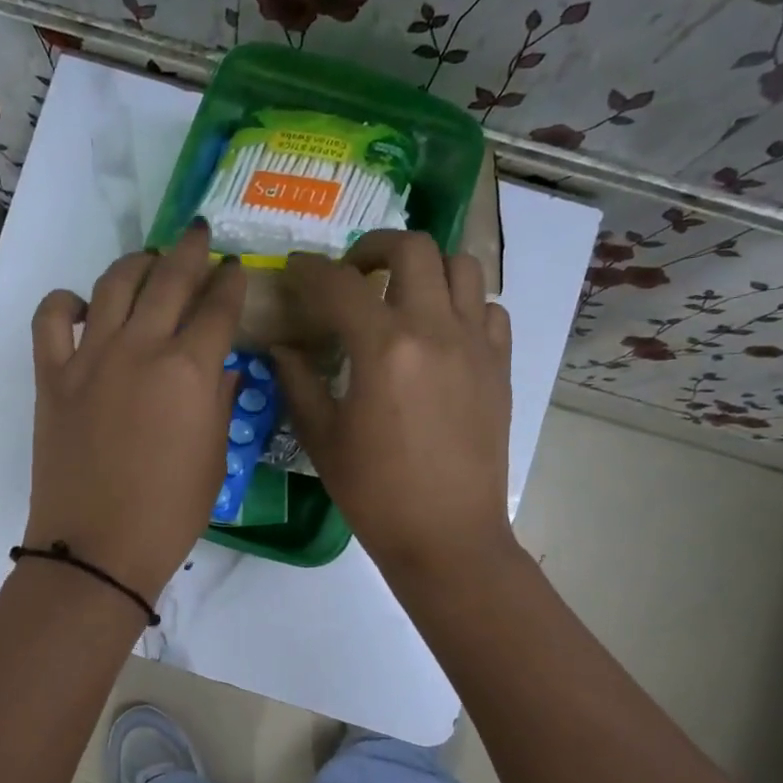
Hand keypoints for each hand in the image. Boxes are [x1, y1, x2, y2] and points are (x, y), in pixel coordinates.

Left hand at [25, 225, 245, 602]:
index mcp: (190, 370)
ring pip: (113, 284)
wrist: (98, 547)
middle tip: (199, 235)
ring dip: (136, 264)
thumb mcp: (214, 458)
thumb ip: (219, 401)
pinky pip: (51, 319)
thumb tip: (220, 365)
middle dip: (190, 250)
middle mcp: (141, 348)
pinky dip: (65, 302)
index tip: (237, 269)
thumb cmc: (170, 513)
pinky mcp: (52, 376)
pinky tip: (81, 306)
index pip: (219, 307)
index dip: (232, 282)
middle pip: (170, 278)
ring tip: (148, 262)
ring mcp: (90, 357)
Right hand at [272, 231, 513, 581]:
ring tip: (400, 295)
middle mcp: (434, 329)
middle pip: (413, 248)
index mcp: (383, 348)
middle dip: (374, 247)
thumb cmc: (374, 493)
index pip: (339, 284)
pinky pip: (488, 308)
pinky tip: (439, 333)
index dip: (309, 269)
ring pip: (461, 266)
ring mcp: (476, 344)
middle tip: (352, 274)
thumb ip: (298, 381)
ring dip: (424, 268)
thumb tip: (282, 347)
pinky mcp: (500, 365)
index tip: (294, 268)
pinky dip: (462, 304)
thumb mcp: (322, 437)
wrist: (446, 535)